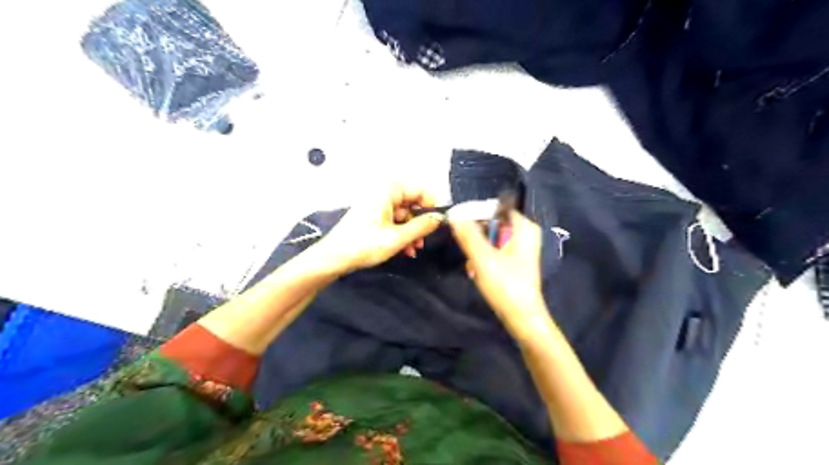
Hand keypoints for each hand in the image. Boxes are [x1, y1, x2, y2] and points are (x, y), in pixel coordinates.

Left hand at [318, 182, 447, 275]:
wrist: (333, 259)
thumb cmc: (363, 245)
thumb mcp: (397, 238)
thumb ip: (422, 226)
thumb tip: (440, 218)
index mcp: (387, 190)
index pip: (419, 189)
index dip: (432, 205)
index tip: (439, 222)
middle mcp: (382, 192)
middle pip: (412, 202)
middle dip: (420, 222)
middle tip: (424, 240)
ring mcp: (377, 205)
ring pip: (404, 214)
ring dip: (411, 231)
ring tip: (414, 249)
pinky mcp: (372, 216)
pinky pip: (394, 220)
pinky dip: (401, 233)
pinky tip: (404, 249)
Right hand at [451, 211, 547, 330]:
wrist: (522, 318)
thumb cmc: (506, 286)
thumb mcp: (483, 258)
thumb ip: (468, 235)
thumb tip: (454, 214)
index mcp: (524, 227)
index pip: (495, 208)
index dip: (475, 214)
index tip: (458, 224)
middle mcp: (524, 233)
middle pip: (491, 224)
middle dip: (476, 238)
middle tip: (468, 253)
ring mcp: (519, 248)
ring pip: (489, 239)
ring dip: (477, 251)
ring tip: (472, 267)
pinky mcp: (513, 261)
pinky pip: (492, 251)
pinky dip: (483, 259)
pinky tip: (476, 272)